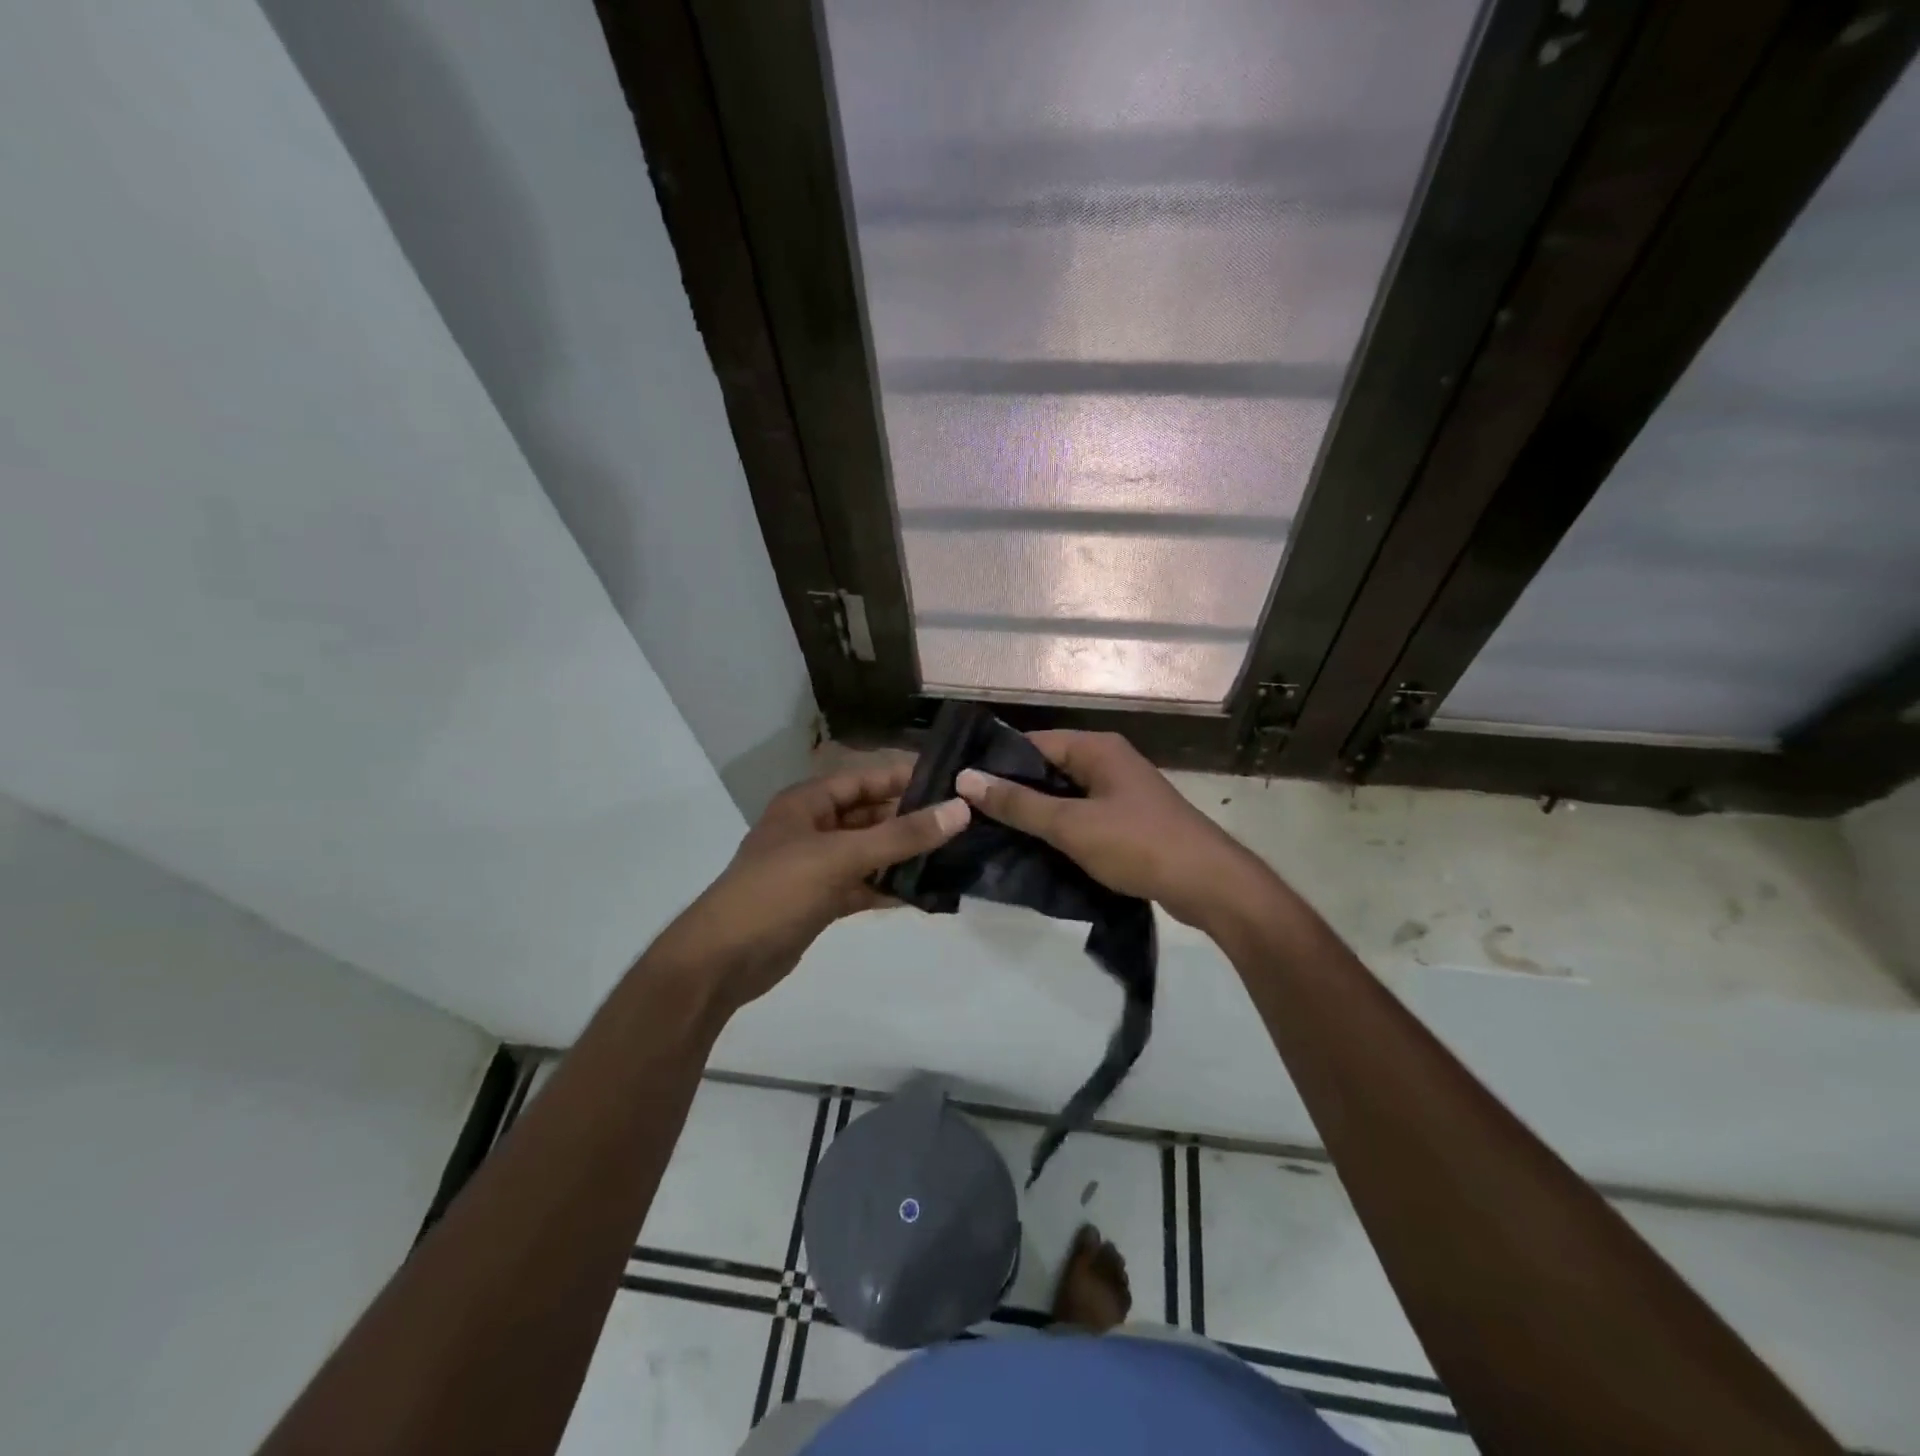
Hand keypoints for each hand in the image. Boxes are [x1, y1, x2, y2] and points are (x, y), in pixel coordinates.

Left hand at [654, 760, 968, 1013]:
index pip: (865, 779)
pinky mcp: (821, 900)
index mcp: (808, 803)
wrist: (722, 961)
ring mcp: (816, 866)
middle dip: (911, 819)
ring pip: (870, 852)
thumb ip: (901, 836)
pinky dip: (888, 888)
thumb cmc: (777, 892)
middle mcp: (813, 828)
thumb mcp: (841, 856)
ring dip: (904, 855)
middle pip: (870, 815)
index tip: (952, 780)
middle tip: (963, 822)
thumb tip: (960, 810)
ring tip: (954, 855)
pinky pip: (863, 885)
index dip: (904, 777)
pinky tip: (924, 893)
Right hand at [955, 731, 1264, 928]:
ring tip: (992, 834)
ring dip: (1036, 814)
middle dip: (1014, 791)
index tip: (962, 788)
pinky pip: (1082, 816)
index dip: (997, 764)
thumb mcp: (1071, 825)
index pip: (1033, 744)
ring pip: (1064, 796)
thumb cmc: (1138, 844)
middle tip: (971, 815)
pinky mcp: (1127, 820)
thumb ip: (1018, 804)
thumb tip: (966, 779)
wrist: (1209, 884)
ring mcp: (1120, 792)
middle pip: (1048, 769)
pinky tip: (1033, 850)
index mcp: (1097, 748)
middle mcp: (1108, 761)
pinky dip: (1059, 829)